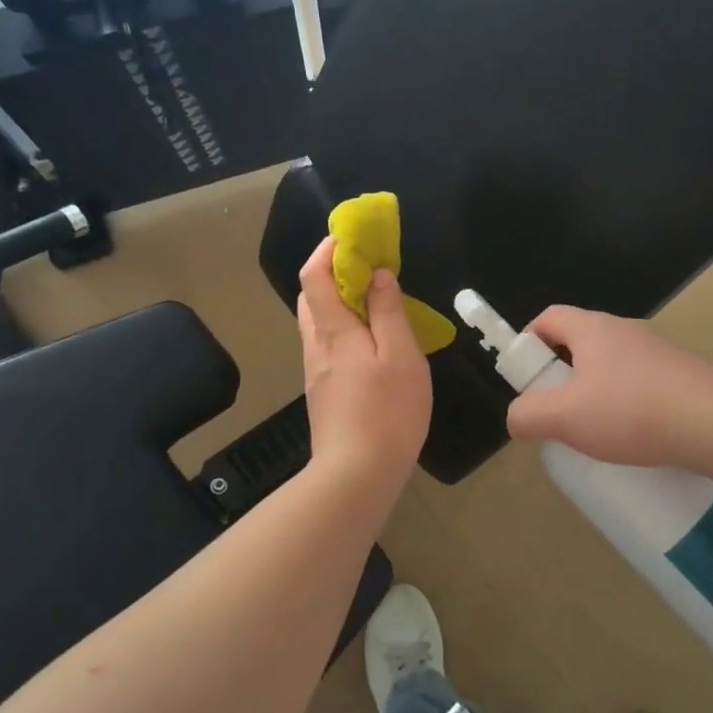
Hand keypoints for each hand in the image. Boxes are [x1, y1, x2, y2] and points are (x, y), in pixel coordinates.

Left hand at [297, 237, 432, 499]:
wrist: (356, 475)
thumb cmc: (387, 411)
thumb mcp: (401, 356)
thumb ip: (388, 312)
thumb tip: (377, 275)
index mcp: (333, 331)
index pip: (314, 275)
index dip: (328, 250)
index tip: (353, 236)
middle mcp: (316, 345)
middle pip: (311, 296)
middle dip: (332, 272)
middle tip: (368, 267)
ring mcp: (316, 371)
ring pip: (318, 322)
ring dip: (338, 300)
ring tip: (375, 301)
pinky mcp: (322, 391)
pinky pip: (327, 344)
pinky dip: (343, 326)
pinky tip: (371, 342)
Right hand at [505, 307, 712, 470]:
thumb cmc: (632, 411)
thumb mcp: (566, 417)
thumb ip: (528, 415)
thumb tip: (516, 417)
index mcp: (593, 328)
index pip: (548, 317)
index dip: (527, 341)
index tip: (525, 377)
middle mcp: (625, 331)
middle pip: (579, 342)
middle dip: (560, 374)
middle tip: (555, 410)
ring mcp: (657, 352)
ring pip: (611, 365)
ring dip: (595, 391)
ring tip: (593, 430)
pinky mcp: (681, 376)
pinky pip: (640, 383)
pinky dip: (626, 404)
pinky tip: (631, 437)